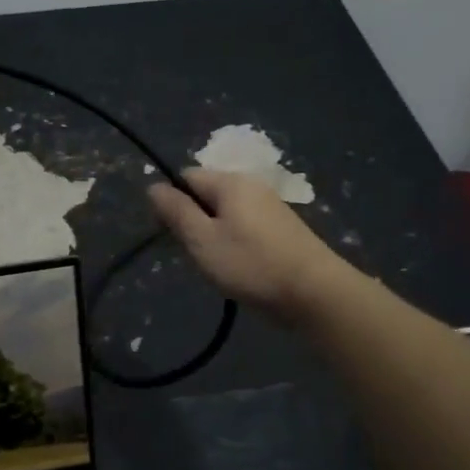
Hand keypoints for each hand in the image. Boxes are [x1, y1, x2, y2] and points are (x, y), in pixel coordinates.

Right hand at [148, 169, 345, 319]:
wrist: (315, 292)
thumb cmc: (250, 264)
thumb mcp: (202, 239)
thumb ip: (176, 211)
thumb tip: (154, 186)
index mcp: (231, 182)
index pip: (186, 177)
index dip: (171, 201)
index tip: (169, 234)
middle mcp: (252, 186)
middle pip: (207, 194)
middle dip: (193, 220)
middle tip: (193, 254)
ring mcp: (271, 207)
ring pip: (226, 213)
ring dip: (213, 235)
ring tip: (216, 265)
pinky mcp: (283, 229)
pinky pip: (245, 227)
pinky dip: (234, 243)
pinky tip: (239, 268)